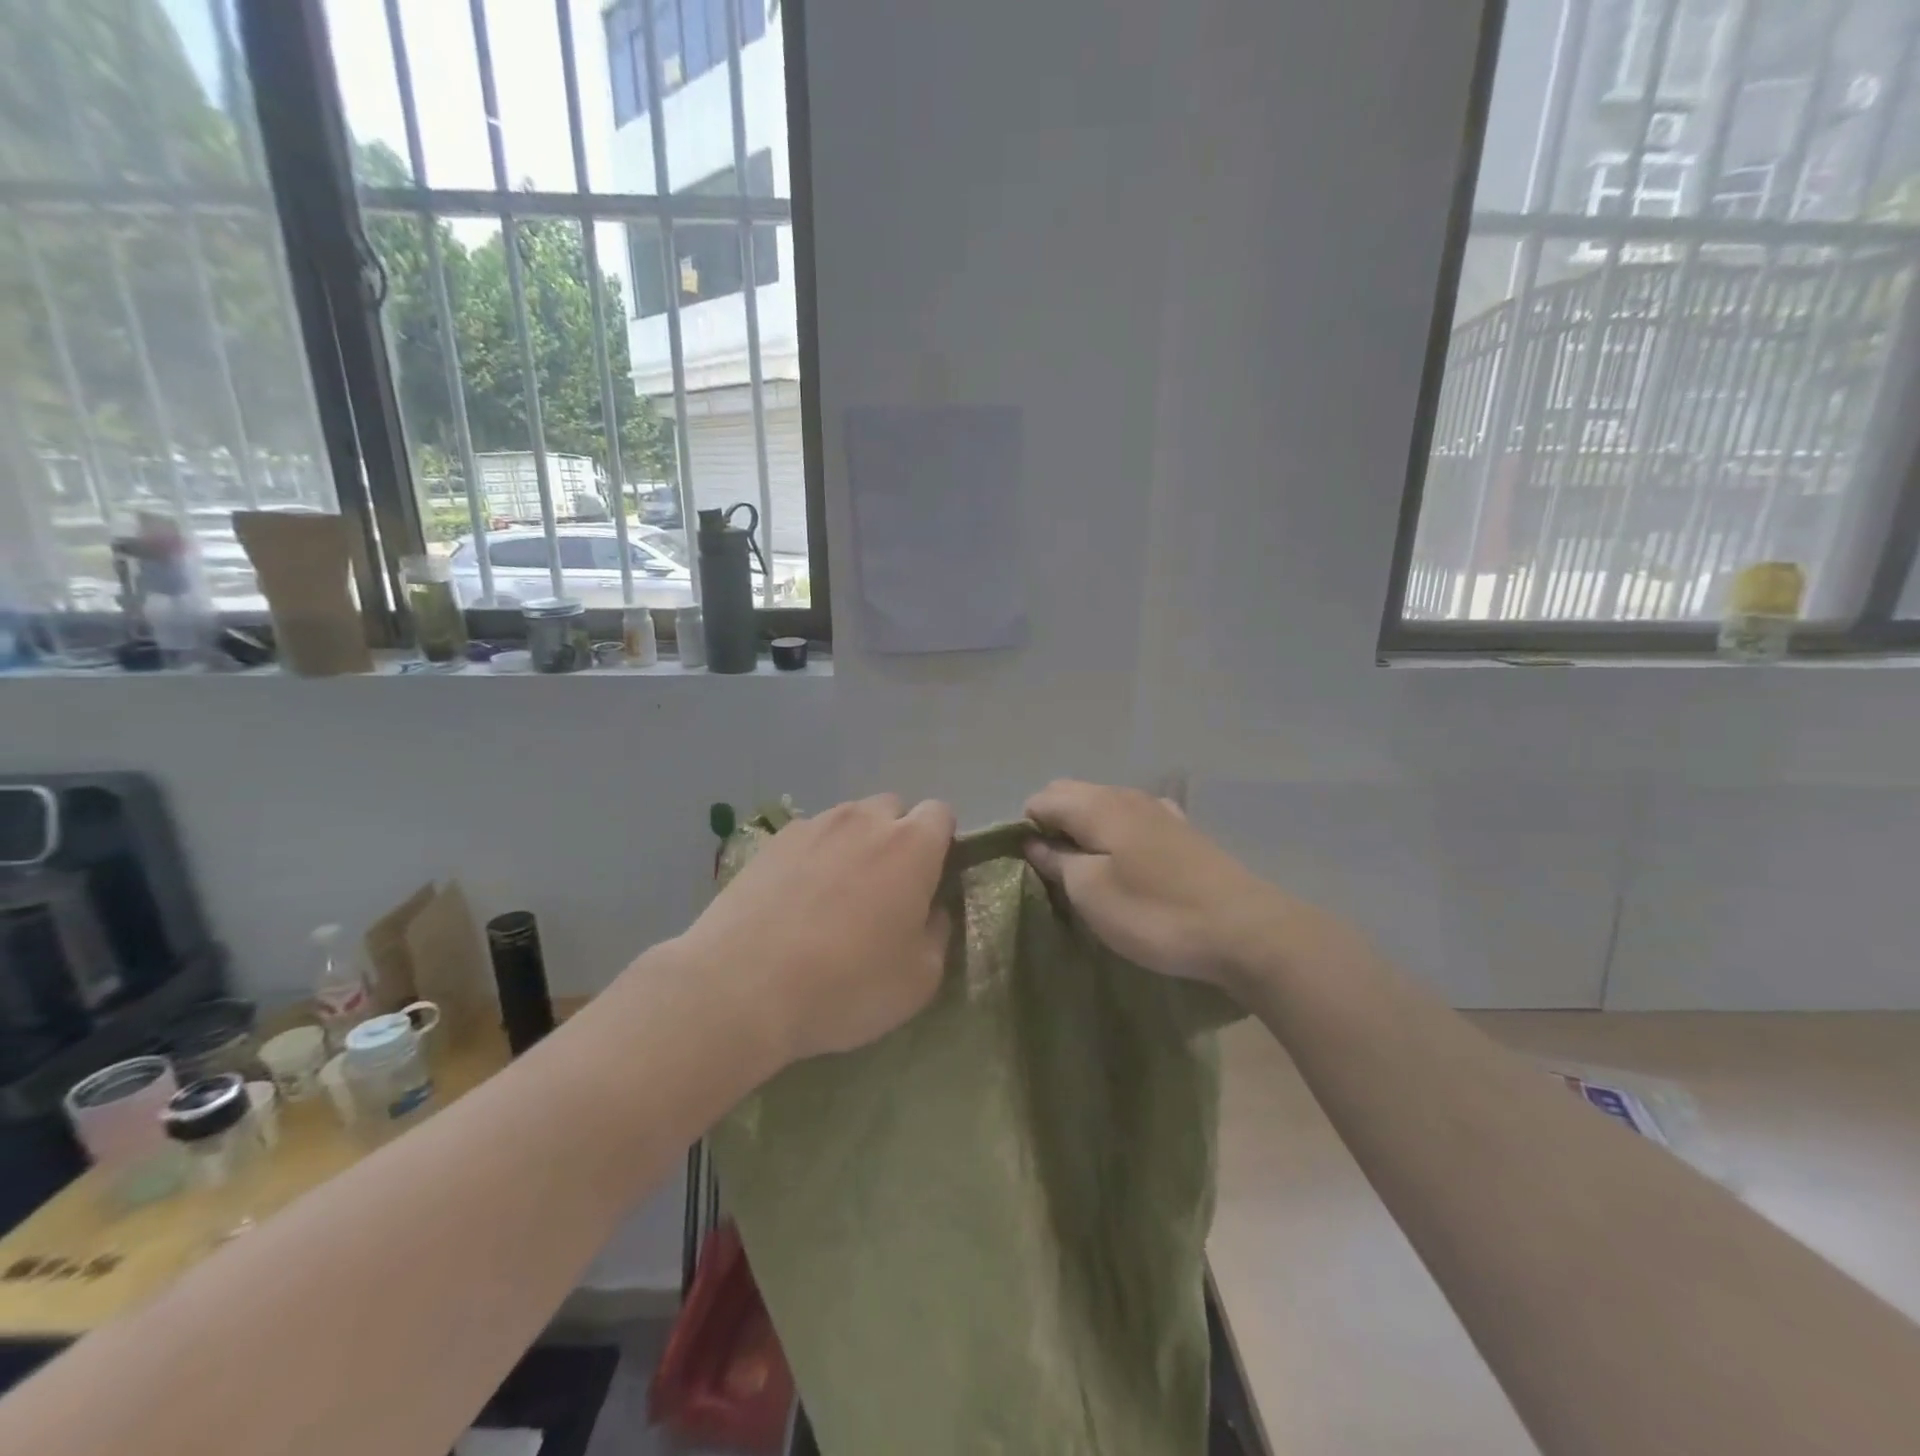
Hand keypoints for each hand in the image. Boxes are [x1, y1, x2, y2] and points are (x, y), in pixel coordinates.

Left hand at [677, 794, 955, 1066]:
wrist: (742, 987)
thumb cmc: (846, 984)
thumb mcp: (919, 978)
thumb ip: (937, 932)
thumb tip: (930, 910)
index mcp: (911, 845)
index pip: (940, 814)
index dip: (940, 844)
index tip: (929, 882)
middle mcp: (864, 820)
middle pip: (893, 810)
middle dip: (896, 839)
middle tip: (884, 891)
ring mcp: (812, 826)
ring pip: (848, 822)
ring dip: (854, 847)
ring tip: (835, 899)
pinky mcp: (770, 842)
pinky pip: (808, 839)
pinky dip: (812, 859)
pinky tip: (796, 903)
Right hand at [1024, 780, 1298, 989]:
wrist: (1244, 930)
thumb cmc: (1155, 913)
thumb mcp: (1091, 893)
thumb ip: (1056, 861)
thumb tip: (1033, 840)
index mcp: (1097, 805)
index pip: (1041, 799)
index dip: (1026, 829)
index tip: (1031, 869)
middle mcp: (1126, 795)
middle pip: (1071, 795)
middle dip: (1053, 825)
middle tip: (1055, 873)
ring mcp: (1159, 810)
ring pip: (1103, 806)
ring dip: (1085, 830)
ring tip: (1088, 873)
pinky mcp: (1183, 831)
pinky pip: (1133, 820)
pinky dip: (1117, 834)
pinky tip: (1129, 863)